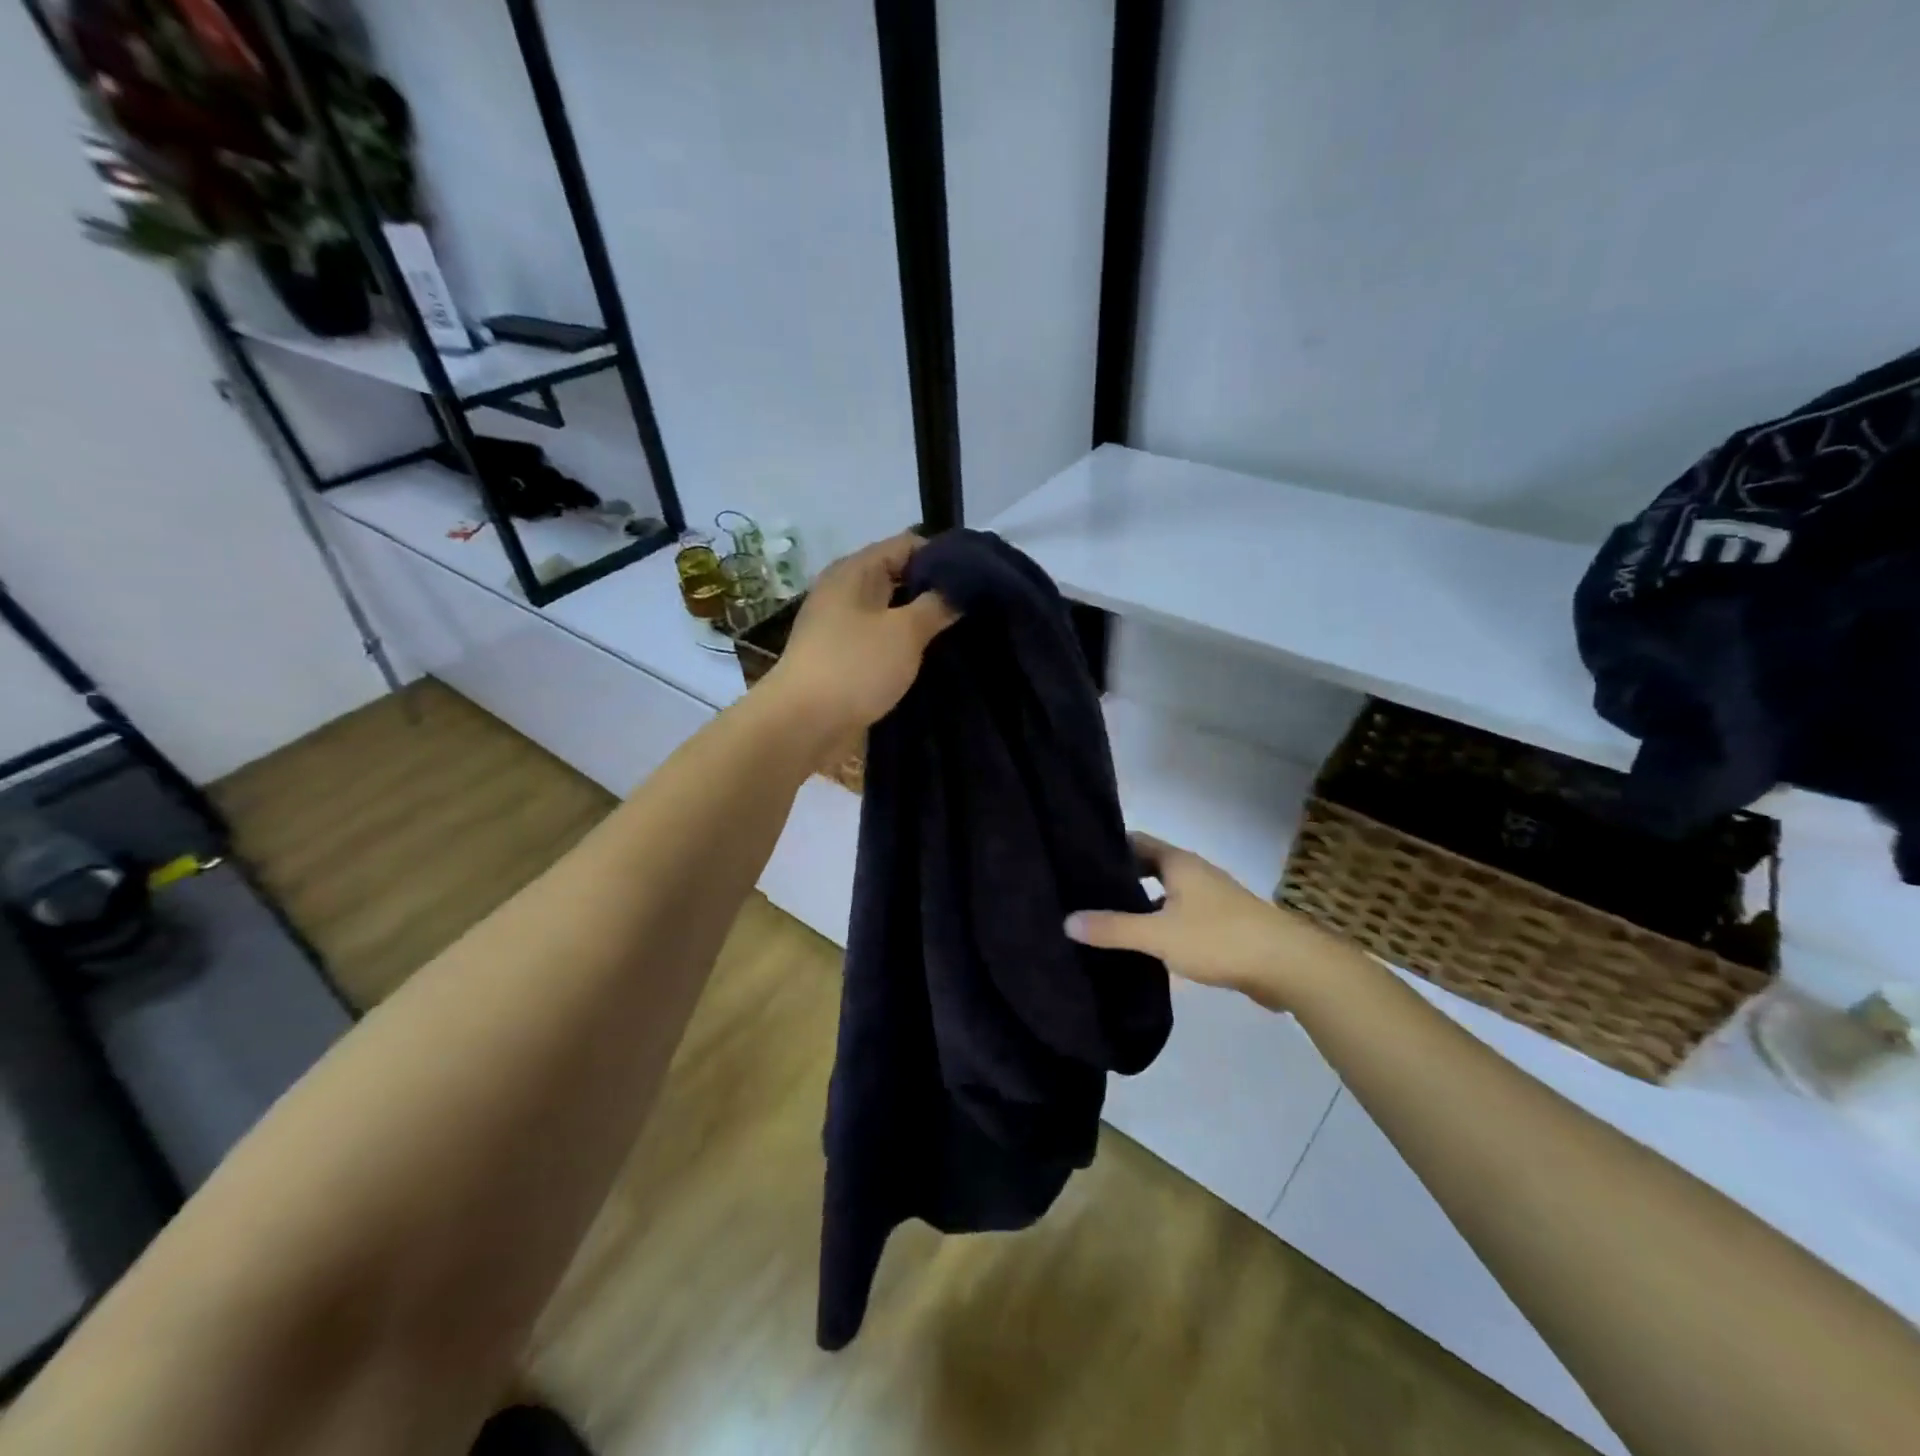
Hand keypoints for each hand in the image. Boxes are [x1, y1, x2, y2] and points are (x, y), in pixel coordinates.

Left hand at [767, 532, 957, 734]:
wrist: (803, 724)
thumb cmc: (855, 666)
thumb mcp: (905, 631)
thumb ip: (936, 605)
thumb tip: (959, 590)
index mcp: (855, 571)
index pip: (907, 544)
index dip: (943, 557)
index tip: (976, 580)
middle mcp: (845, 591)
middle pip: (898, 577)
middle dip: (934, 591)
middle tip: (973, 609)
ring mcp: (840, 626)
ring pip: (890, 612)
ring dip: (920, 622)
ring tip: (959, 634)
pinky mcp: (842, 658)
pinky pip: (880, 640)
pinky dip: (903, 646)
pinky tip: (930, 660)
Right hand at [1065, 833, 1364, 1012]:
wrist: (1289, 966)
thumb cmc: (1220, 938)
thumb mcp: (1159, 934)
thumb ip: (1113, 928)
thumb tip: (1066, 921)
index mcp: (1179, 863)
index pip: (1136, 842)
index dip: (1108, 848)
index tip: (1078, 859)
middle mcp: (1195, 873)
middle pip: (1150, 868)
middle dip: (1121, 878)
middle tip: (1085, 893)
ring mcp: (1212, 900)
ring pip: (1167, 895)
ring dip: (1142, 904)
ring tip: (1107, 920)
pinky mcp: (1224, 926)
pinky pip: (1182, 917)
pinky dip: (1161, 925)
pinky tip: (1145, 947)